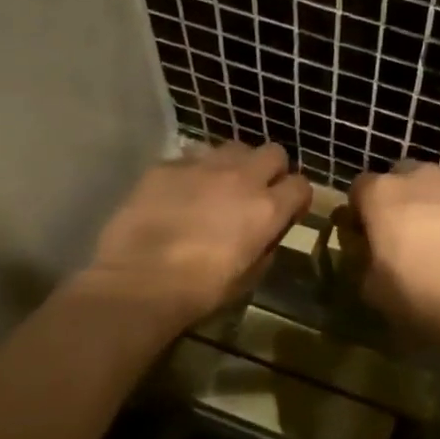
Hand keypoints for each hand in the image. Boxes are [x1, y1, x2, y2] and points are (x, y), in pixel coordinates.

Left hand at [87, 141, 312, 326]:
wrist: (138, 282)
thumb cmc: (199, 291)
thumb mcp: (248, 277)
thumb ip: (265, 246)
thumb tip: (265, 234)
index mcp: (267, 209)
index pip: (301, 185)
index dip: (296, 198)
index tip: (288, 212)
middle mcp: (241, 177)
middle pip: (273, 152)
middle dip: (271, 170)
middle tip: (256, 192)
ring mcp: (202, 166)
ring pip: (234, 147)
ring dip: (234, 165)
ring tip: (218, 187)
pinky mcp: (167, 165)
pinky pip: (192, 157)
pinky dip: (194, 171)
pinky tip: (180, 193)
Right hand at [347, 161, 439, 334]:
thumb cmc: (420, 293)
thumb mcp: (372, 289)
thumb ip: (363, 262)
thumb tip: (368, 254)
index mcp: (382, 193)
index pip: (359, 189)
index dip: (358, 214)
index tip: (363, 240)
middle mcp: (421, 178)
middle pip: (402, 179)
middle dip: (398, 202)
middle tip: (401, 239)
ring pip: (438, 191)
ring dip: (433, 210)